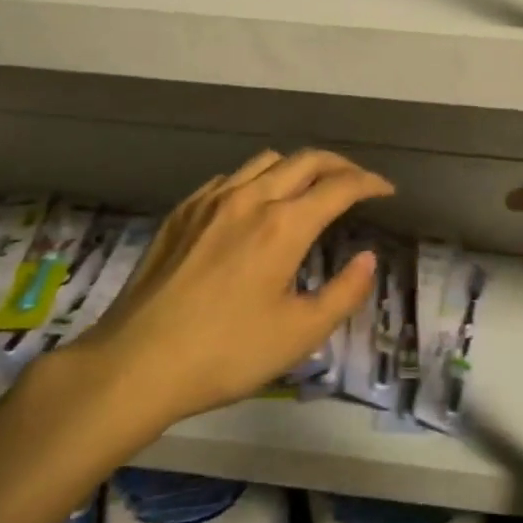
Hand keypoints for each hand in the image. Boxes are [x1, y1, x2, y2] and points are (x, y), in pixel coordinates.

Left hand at [55, 149, 393, 434]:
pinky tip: (256, 204)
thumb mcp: (299, 335)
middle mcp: (250, 198)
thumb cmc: (225, 353)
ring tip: (310, 188)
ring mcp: (211, 200)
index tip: (386, 190)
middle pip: (305, 160)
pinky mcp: (182, 211)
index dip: (369, 183)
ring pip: (266, 161)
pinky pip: (231, 177)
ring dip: (298, 166)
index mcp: (283, 225)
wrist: (135, 363)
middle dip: (340, 165)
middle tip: (357, 182)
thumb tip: (367, 260)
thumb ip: (344, 293)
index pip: (339, 186)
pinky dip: (258, 178)